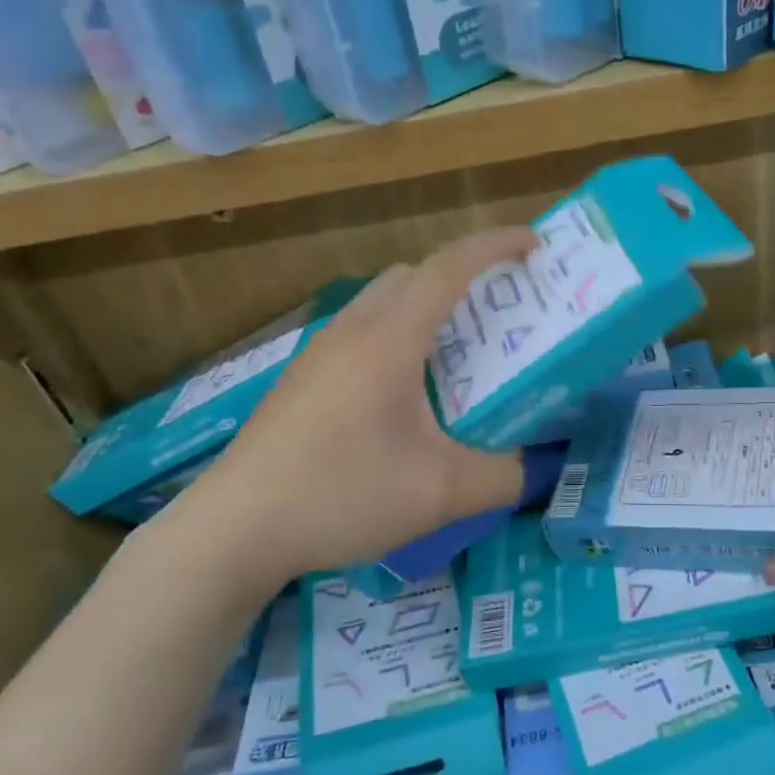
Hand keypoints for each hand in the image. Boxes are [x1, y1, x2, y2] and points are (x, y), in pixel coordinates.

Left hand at [153, 226, 539, 596]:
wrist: (235, 529)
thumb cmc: (342, 495)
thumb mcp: (441, 493)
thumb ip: (504, 477)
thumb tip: (539, 468)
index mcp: (390, 339)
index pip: (449, 267)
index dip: (496, 245)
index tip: (534, 245)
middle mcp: (353, 330)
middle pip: (414, 274)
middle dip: (463, 277)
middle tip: (501, 312)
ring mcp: (320, 352)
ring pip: (383, 302)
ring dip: (426, 307)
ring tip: (458, 355)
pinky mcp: (303, 378)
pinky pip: (362, 331)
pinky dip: (398, 336)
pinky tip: (406, 395)